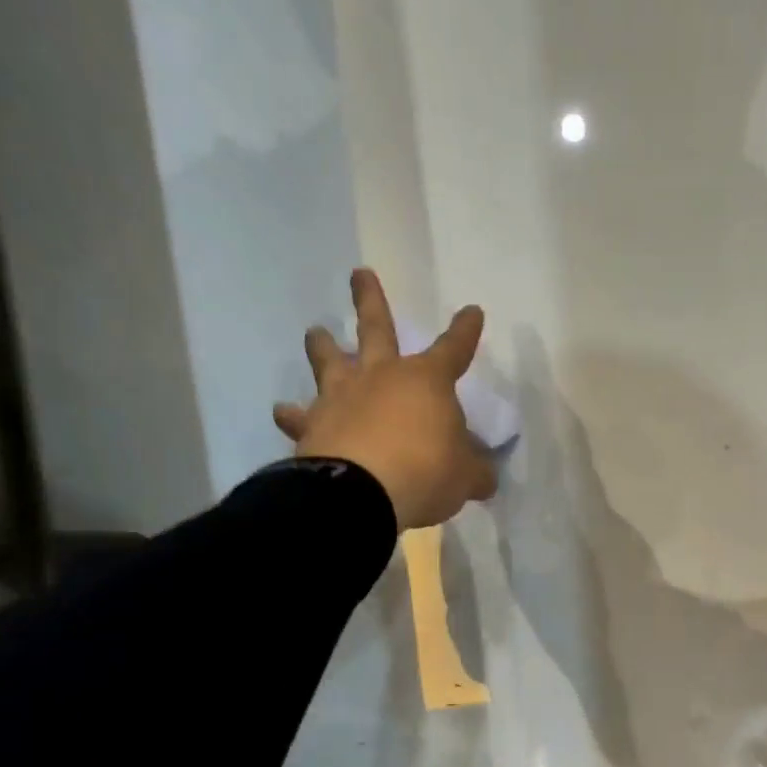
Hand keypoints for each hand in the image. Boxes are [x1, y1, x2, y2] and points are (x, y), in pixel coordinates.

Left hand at [273, 268, 496, 530]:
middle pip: (376, 329)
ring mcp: (342, 397)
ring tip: (316, 332)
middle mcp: (381, 377)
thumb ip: (474, 471)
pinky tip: (283, 412)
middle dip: (370, 300)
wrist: (362, 492)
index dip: (465, 332)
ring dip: (322, 345)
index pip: (453, 350)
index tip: (472, 312)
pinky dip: (292, 415)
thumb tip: (483, 476)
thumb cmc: (426, 473)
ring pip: (329, 360)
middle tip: (359, 274)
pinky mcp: (312, 425)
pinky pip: (299, 416)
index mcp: (426, 382)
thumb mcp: (465, 477)